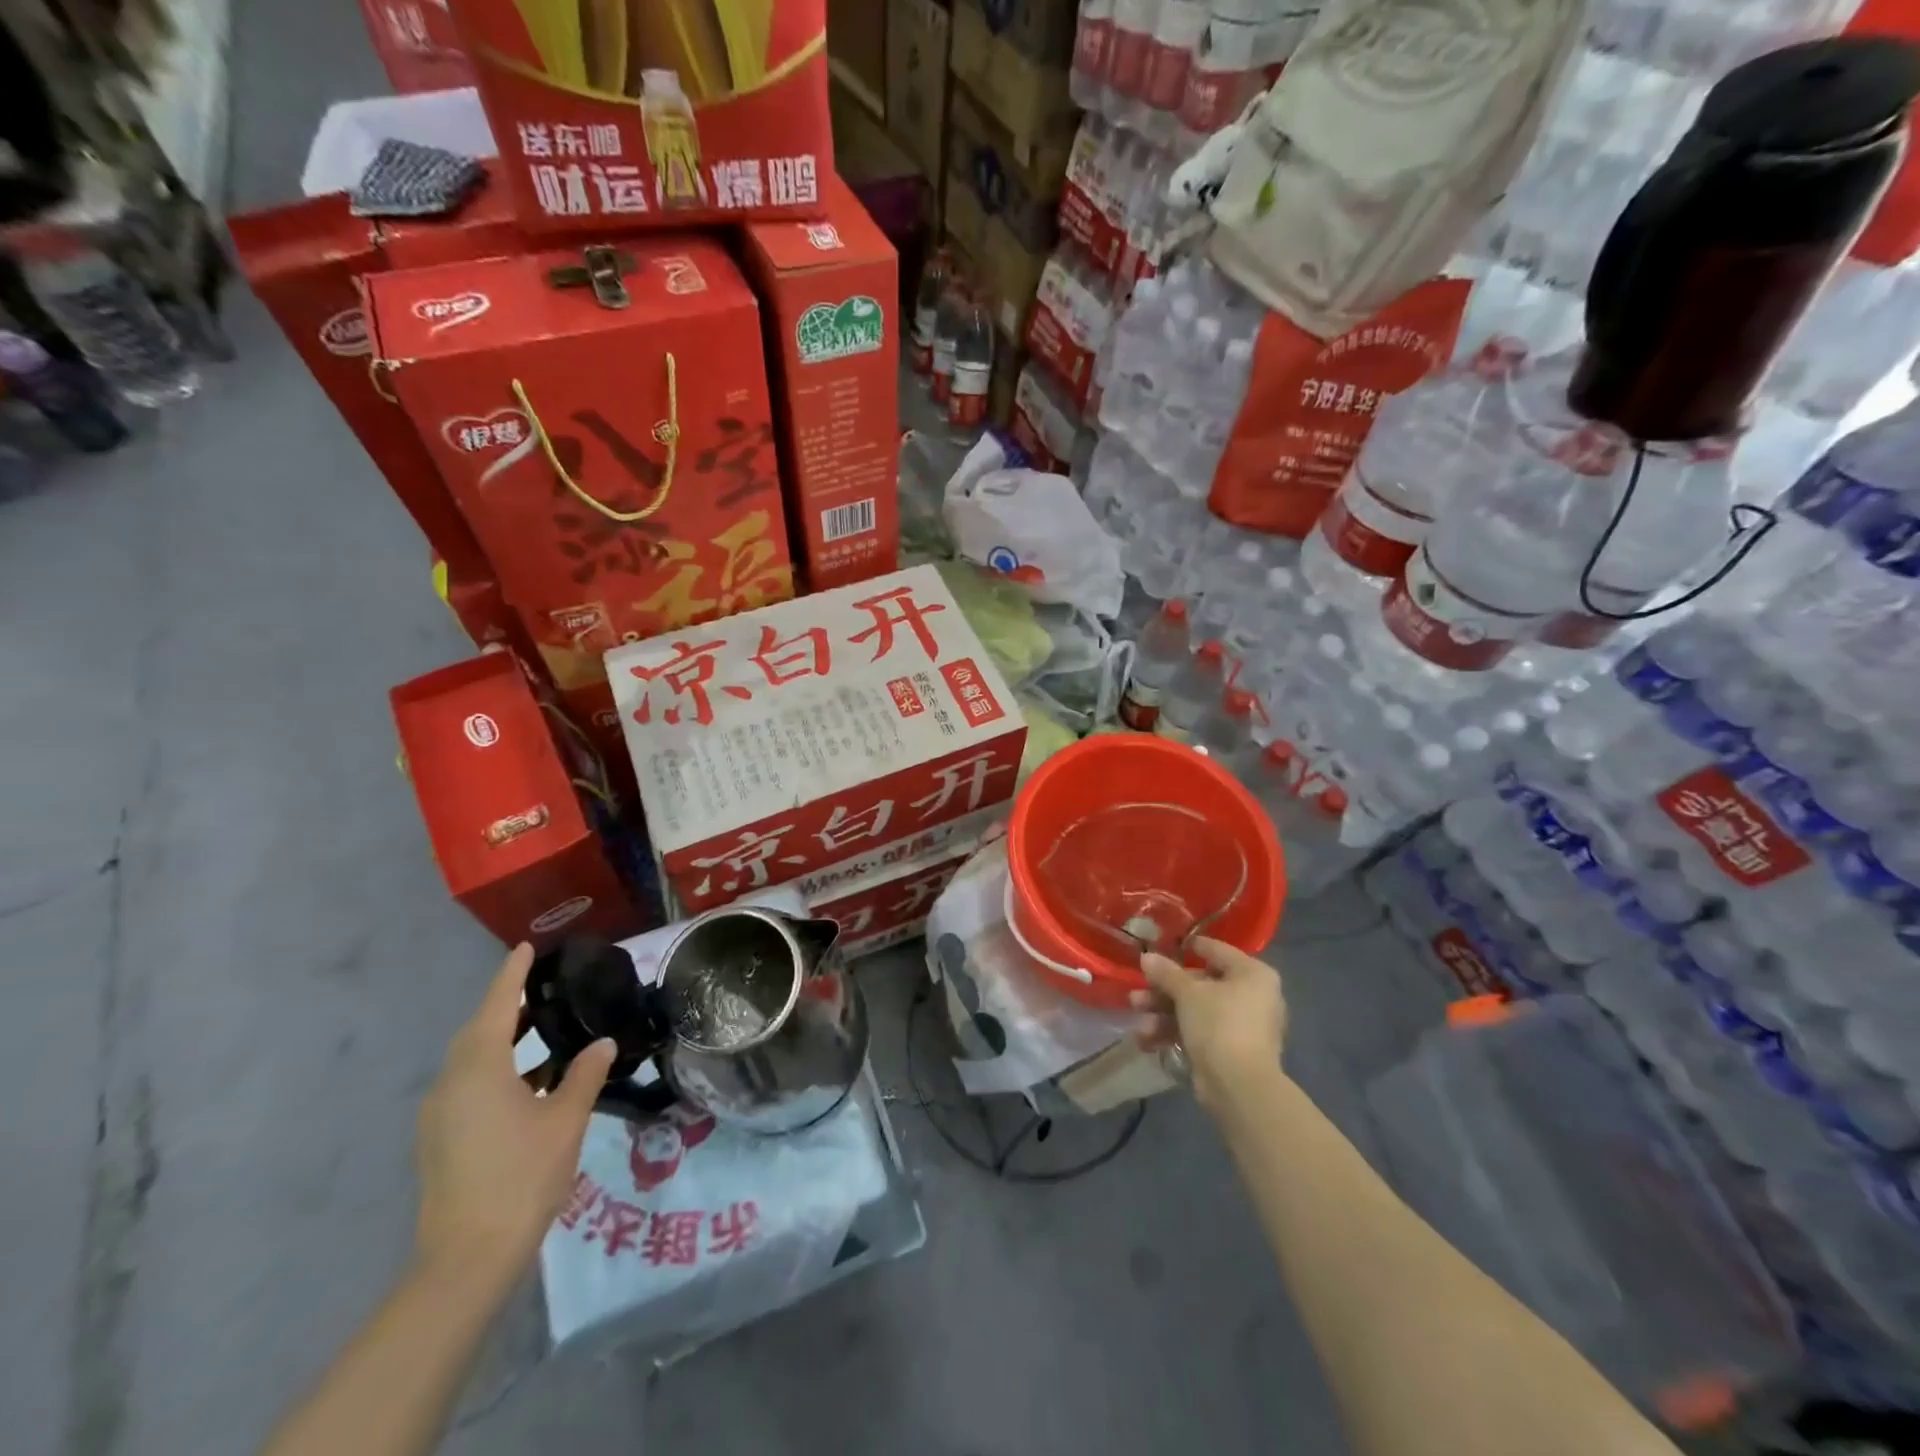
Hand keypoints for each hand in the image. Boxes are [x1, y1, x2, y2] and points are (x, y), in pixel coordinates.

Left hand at [414, 944, 615, 1281]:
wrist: (468, 1257)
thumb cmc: (522, 1175)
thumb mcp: (566, 1119)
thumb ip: (584, 1074)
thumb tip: (600, 1043)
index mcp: (478, 1070)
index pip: (496, 1006)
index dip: (512, 976)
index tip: (525, 948)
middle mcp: (450, 1084)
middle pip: (478, 1032)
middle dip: (507, 1008)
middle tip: (543, 990)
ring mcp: (439, 1115)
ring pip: (472, 1061)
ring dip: (504, 1042)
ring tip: (544, 1033)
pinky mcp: (440, 1140)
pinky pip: (469, 1086)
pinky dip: (497, 1071)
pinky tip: (530, 1083)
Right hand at [1132, 937, 1286, 1112]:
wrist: (1239, 1086)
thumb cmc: (1219, 1024)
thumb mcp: (1188, 993)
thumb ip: (1166, 973)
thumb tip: (1147, 956)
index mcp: (1252, 974)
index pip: (1217, 951)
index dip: (1190, 947)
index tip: (1164, 945)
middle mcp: (1253, 996)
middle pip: (1201, 984)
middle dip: (1164, 992)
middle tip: (1138, 994)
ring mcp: (1242, 1026)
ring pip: (1196, 1011)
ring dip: (1164, 1015)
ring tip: (1140, 1024)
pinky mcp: (1230, 1051)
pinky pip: (1199, 1033)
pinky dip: (1175, 1034)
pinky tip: (1147, 1040)